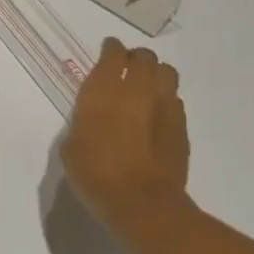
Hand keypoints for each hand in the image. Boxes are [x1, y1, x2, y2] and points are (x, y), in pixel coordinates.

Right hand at [61, 39, 193, 234]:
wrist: (142, 204)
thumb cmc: (95, 174)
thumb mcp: (72, 146)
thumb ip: (83, 121)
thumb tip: (93, 117)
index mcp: (103, 92)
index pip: (112, 54)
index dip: (111, 49)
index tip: (108, 50)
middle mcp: (136, 91)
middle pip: (144, 57)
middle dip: (135, 57)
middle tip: (126, 67)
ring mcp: (164, 107)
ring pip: (166, 72)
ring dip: (155, 73)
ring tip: (146, 85)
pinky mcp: (181, 127)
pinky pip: (175, 100)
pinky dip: (165, 98)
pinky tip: (157, 113)